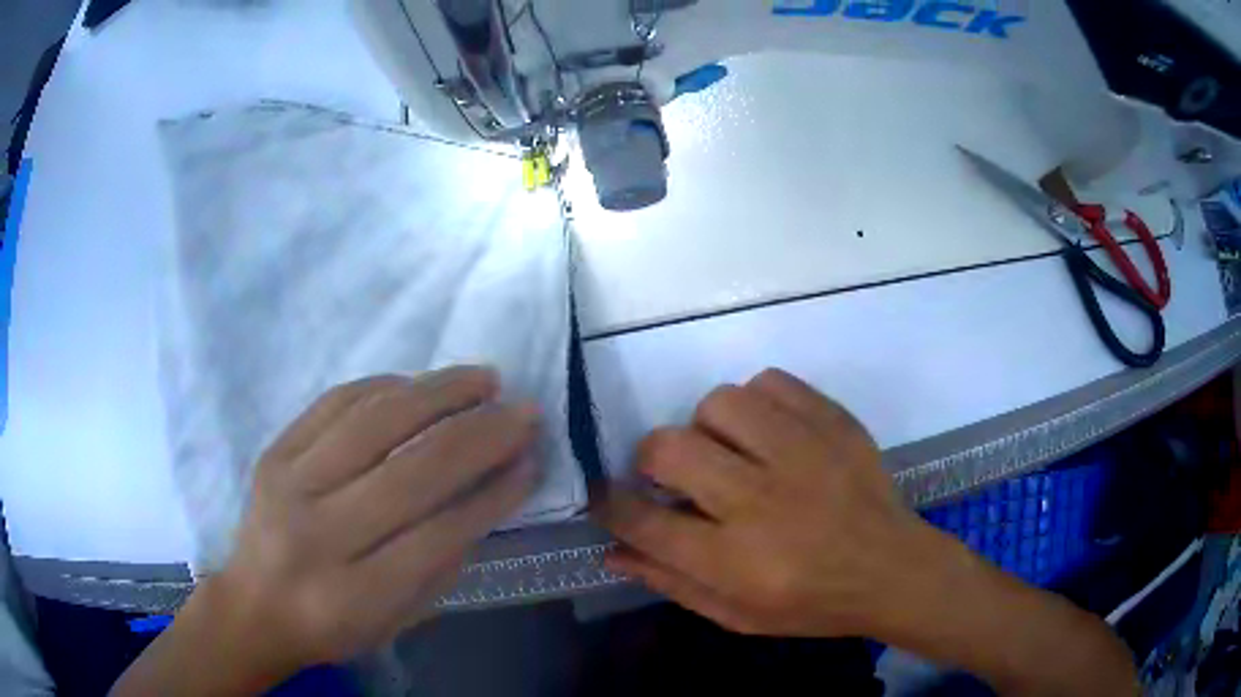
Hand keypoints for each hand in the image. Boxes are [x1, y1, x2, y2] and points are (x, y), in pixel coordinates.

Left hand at [216, 366, 538, 666]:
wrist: (255, 604)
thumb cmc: (334, 623)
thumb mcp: (399, 618)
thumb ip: (443, 561)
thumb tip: (491, 489)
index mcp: (355, 594)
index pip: (437, 535)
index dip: (493, 494)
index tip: (531, 461)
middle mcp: (318, 534)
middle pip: (409, 472)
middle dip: (478, 436)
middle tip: (522, 411)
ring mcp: (289, 484)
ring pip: (373, 423)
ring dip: (438, 394)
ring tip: (484, 379)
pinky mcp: (274, 451)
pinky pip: (335, 402)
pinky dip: (385, 386)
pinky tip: (420, 383)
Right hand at [598, 368, 941, 637]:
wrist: (893, 570)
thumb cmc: (812, 604)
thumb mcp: (736, 616)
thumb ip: (670, 583)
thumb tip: (611, 551)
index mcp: (735, 560)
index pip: (645, 522)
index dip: (610, 505)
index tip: (606, 497)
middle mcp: (762, 500)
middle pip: (670, 449)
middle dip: (651, 460)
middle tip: (672, 478)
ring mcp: (803, 453)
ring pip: (719, 404)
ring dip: (708, 429)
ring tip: (728, 453)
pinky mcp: (833, 423)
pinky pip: (770, 383)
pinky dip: (756, 403)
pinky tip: (768, 433)